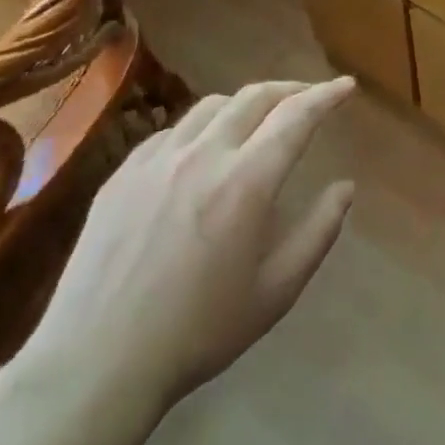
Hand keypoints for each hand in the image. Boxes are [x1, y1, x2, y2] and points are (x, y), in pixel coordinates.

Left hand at [18, 78, 356, 417]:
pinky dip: (202, 128)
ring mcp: (155, 160)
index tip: (346, 85)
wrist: (98, 359)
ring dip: (246, 103)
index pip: (295, 117)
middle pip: (253, 97)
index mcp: (246, 182)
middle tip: (311, 97)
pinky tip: (203, 153)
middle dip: (290, 89)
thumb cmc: (200, 330)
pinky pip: (172, 132)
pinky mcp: (121, 174)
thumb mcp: (277, 289)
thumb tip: (345, 187)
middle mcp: (201, 156)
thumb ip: (319, 231)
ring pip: (210, 107)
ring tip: (260, 121)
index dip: (326, 95)